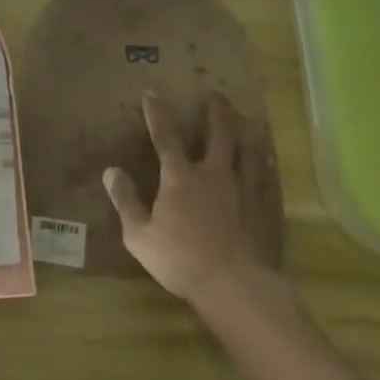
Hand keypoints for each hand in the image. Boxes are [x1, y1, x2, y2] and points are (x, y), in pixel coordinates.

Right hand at [104, 92, 273, 306]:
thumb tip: (111, 171)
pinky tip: (269, 162)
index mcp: (180, 177)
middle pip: (219, 134)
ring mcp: (244, 190)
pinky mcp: (264, 209)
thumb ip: (126, 201)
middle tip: (217, 95)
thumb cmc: (181, 260)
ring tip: (248, 122)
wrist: (235, 286)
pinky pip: (267, 179)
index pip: (166, 136)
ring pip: (248, 152)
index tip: (152, 93)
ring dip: (246, 133)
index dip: (157, 113)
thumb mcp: (140, 235)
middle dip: (217, 112)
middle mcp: (214, 174)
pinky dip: (266, 165)